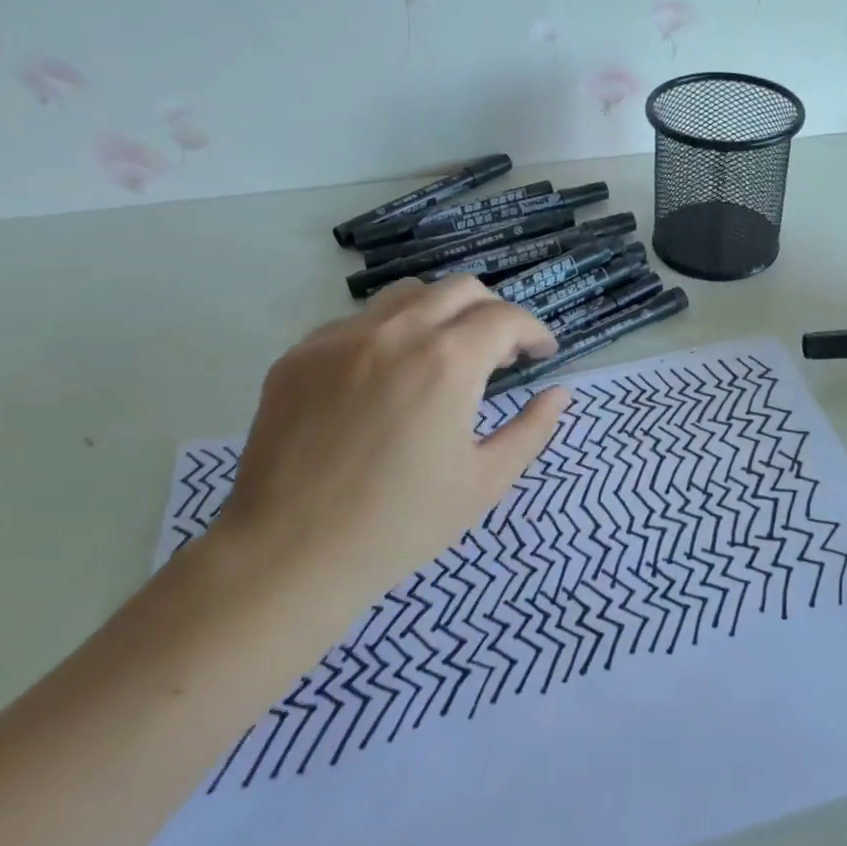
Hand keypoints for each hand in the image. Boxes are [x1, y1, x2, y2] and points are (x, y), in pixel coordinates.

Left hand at [213, 277, 569, 617]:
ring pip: (407, 296)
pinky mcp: (300, 355)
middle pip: (461, 289)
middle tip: (499, 354)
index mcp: (447, 362)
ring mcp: (341, 338)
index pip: (506, 318)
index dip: (534, 332)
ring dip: (441, 314)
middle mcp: (396, 332)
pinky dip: (389, 335)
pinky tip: (385, 379)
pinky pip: (358, 323)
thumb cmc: (399, 525)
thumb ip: (532, 430)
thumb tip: (560, 394)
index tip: (542, 354)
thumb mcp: (484, 483)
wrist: (287, 556)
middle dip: (493, 313)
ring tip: (444, 356)